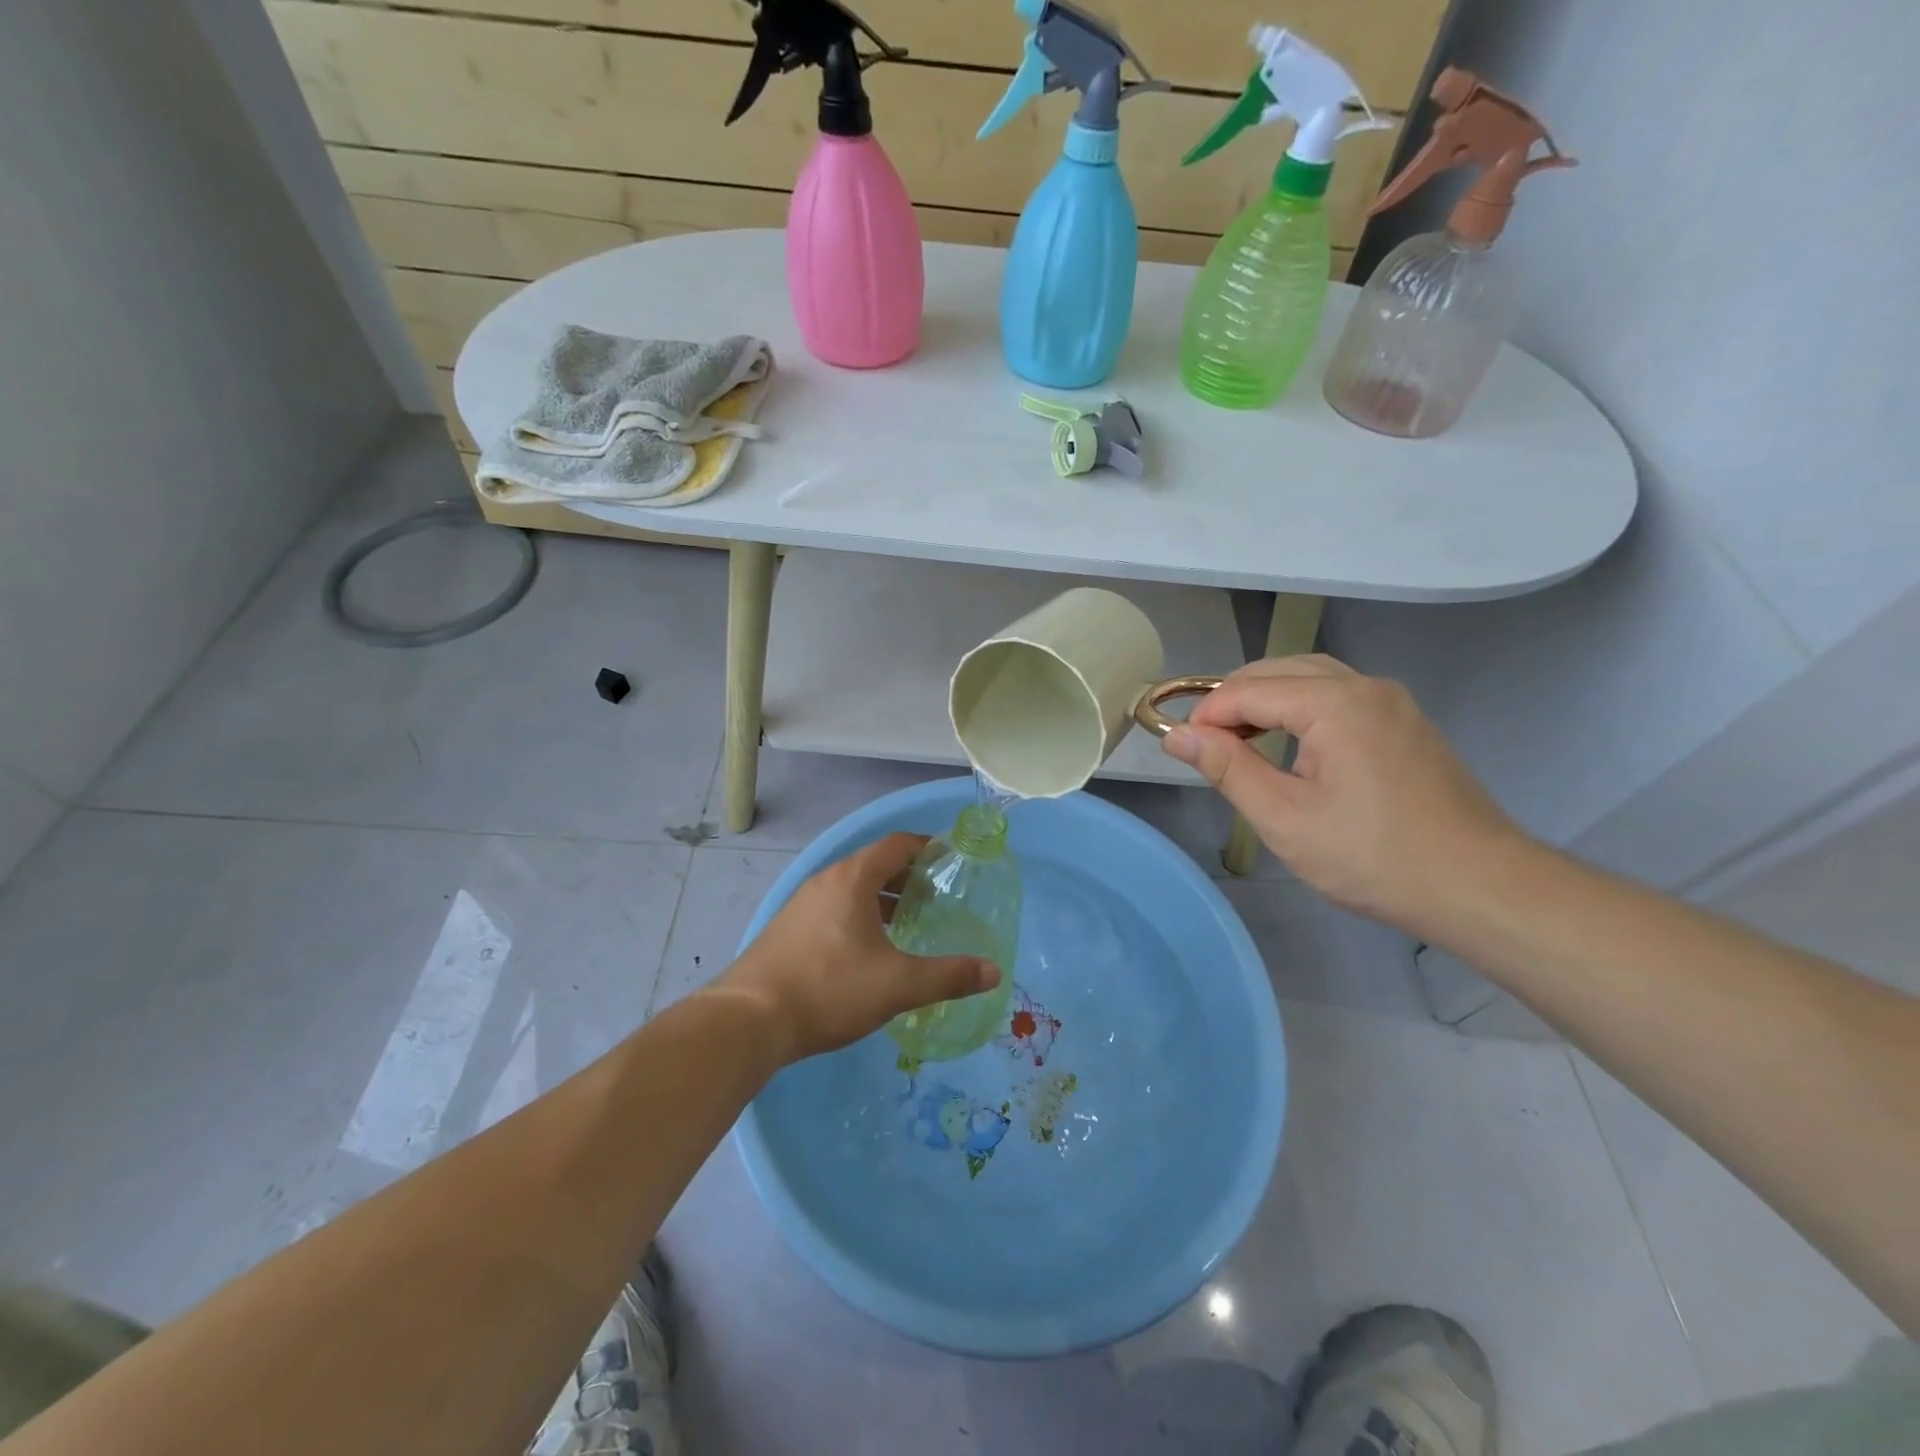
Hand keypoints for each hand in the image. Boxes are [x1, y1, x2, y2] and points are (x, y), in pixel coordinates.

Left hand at [717, 832, 999, 1063]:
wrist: (749, 1020)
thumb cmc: (829, 989)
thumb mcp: (897, 985)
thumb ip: (948, 977)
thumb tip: (993, 972)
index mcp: (852, 878)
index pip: (896, 844)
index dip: (927, 847)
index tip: (951, 860)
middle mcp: (826, 881)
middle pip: (874, 864)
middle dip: (909, 876)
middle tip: (938, 896)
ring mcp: (802, 904)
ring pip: (852, 888)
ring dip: (883, 898)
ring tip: (910, 923)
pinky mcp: (788, 929)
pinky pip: (834, 908)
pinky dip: (860, 915)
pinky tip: (869, 950)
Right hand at [1163, 655, 1526, 933]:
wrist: (1479, 887)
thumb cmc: (1372, 856)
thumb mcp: (1284, 818)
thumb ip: (1227, 768)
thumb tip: (1177, 735)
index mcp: (1335, 702)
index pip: (1248, 689)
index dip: (1207, 715)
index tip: (1181, 748)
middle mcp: (1365, 686)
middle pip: (1279, 671)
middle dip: (1233, 701)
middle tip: (1206, 747)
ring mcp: (1392, 702)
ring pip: (1310, 679)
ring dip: (1267, 702)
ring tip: (1239, 744)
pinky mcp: (1405, 723)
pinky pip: (1338, 697)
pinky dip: (1300, 710)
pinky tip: (1290, 746)